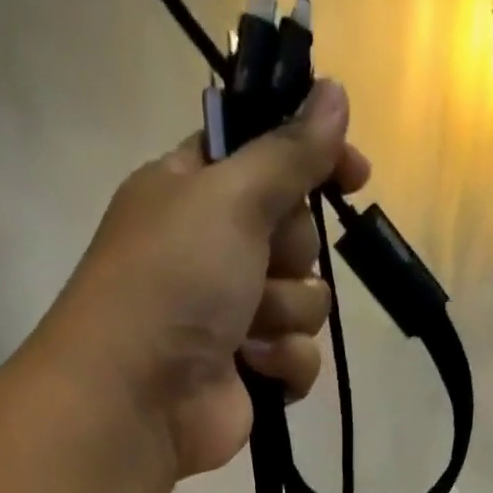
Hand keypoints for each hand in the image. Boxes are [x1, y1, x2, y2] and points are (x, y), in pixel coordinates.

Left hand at [41, 79, 371, 484]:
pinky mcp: (254, 375)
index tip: (353, 173)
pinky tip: (255, 370)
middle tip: (261, 267)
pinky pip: (302, 358)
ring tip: (245, 333)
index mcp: (195, 192)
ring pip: (308, 301)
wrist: (139, 399)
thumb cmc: (172, 282)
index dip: (310, 159)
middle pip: (297, 234)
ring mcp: (236, 318)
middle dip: (291, 254)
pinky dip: (284, 364)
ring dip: (285, 315)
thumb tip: (334, 93)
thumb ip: (288, 152)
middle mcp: (216, 252)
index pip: (267, 156)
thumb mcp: (229, 198)